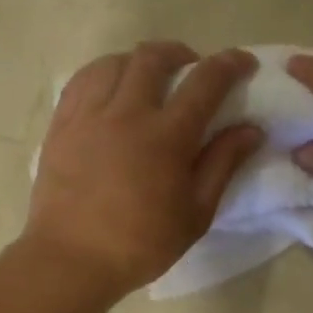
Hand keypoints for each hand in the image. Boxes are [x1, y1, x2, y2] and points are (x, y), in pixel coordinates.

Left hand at [23, 42, 262, 299]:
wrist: (71, 259)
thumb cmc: (141, 244)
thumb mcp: (196, 213)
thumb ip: (223, 164)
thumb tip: (251, 129)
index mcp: (166, 136)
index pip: (205, 82)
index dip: (229, 64)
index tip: (242, 62)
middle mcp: (126, 113)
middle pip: (153, 58)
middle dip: (180, 53)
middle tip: (190, 68)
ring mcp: (88, 116)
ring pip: (114, 62)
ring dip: (138, 61)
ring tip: (147, 77)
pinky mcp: (61, 125)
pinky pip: (82, 81)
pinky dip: (103, 74)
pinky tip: (110, 88)